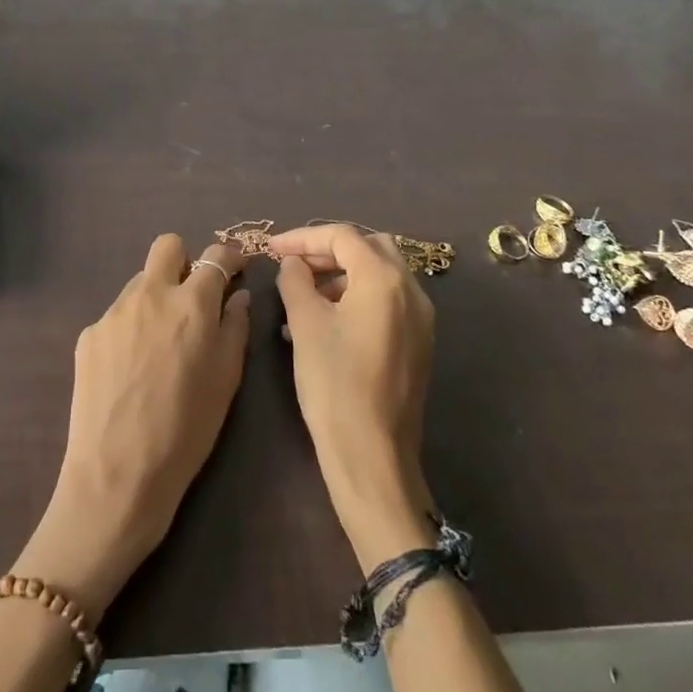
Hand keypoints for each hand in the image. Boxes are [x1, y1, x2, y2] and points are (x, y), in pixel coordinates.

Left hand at [13, 235, 248, 619]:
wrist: (117, 474)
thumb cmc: (186, 431)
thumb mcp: (226, 381)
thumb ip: (234, 328)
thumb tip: (236, 297)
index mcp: (191, 305)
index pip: (215, 256)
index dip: (229, 258)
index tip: (234, 271)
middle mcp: (150, 295)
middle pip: (167, 247)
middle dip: (185, 261)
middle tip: (192, 298)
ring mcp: (114, 312)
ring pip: (140, 282)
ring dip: (156, 297)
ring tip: (159, 344)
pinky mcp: (89, 334)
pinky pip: (117, 315)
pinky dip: (130, 328)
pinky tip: (131, 369)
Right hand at [269, 225, 438, 571]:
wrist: (372, 455)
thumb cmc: (335, 383)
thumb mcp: (305, 325)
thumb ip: (295, 281)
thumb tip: (292, 263)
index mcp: (384, 279)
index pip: (342, 236)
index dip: (303, 237)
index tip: (272, 249)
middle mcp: (411, 290)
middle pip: (368, 247)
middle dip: (327, 250)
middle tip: (292, 265)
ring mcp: (420, 318)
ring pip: (379, 274)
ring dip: (341, 274)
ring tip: (301, 296)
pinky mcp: (417, 343)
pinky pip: (386, 302)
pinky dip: (356, 297)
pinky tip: (323, 322)